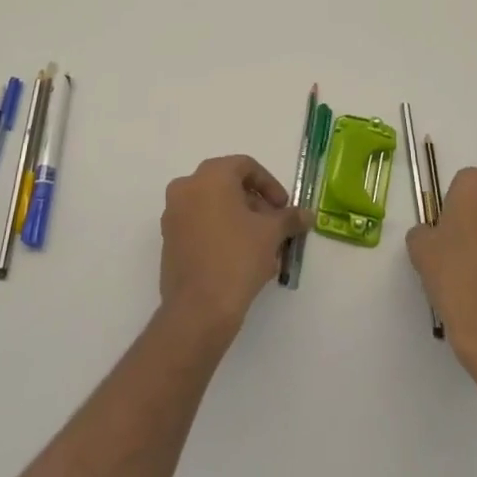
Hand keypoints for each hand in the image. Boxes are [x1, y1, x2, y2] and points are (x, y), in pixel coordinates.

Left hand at [159, 155, 310, 335]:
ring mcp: (173, 215)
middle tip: (275, 228)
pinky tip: (242, 260)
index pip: (245, 166)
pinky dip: (222, 234)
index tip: (284, 208)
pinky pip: (201, 226)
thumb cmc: (237, 258)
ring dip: (241, 221)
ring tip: (263, 248)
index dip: (270, 185)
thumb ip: (289, 218)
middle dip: (256, 205)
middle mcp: (186, 188)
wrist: (198, 310)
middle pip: (228, 186)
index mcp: (210, 176)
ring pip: (214, 208)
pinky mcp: (169, 241)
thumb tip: (307, 215)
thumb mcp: (271, 234)